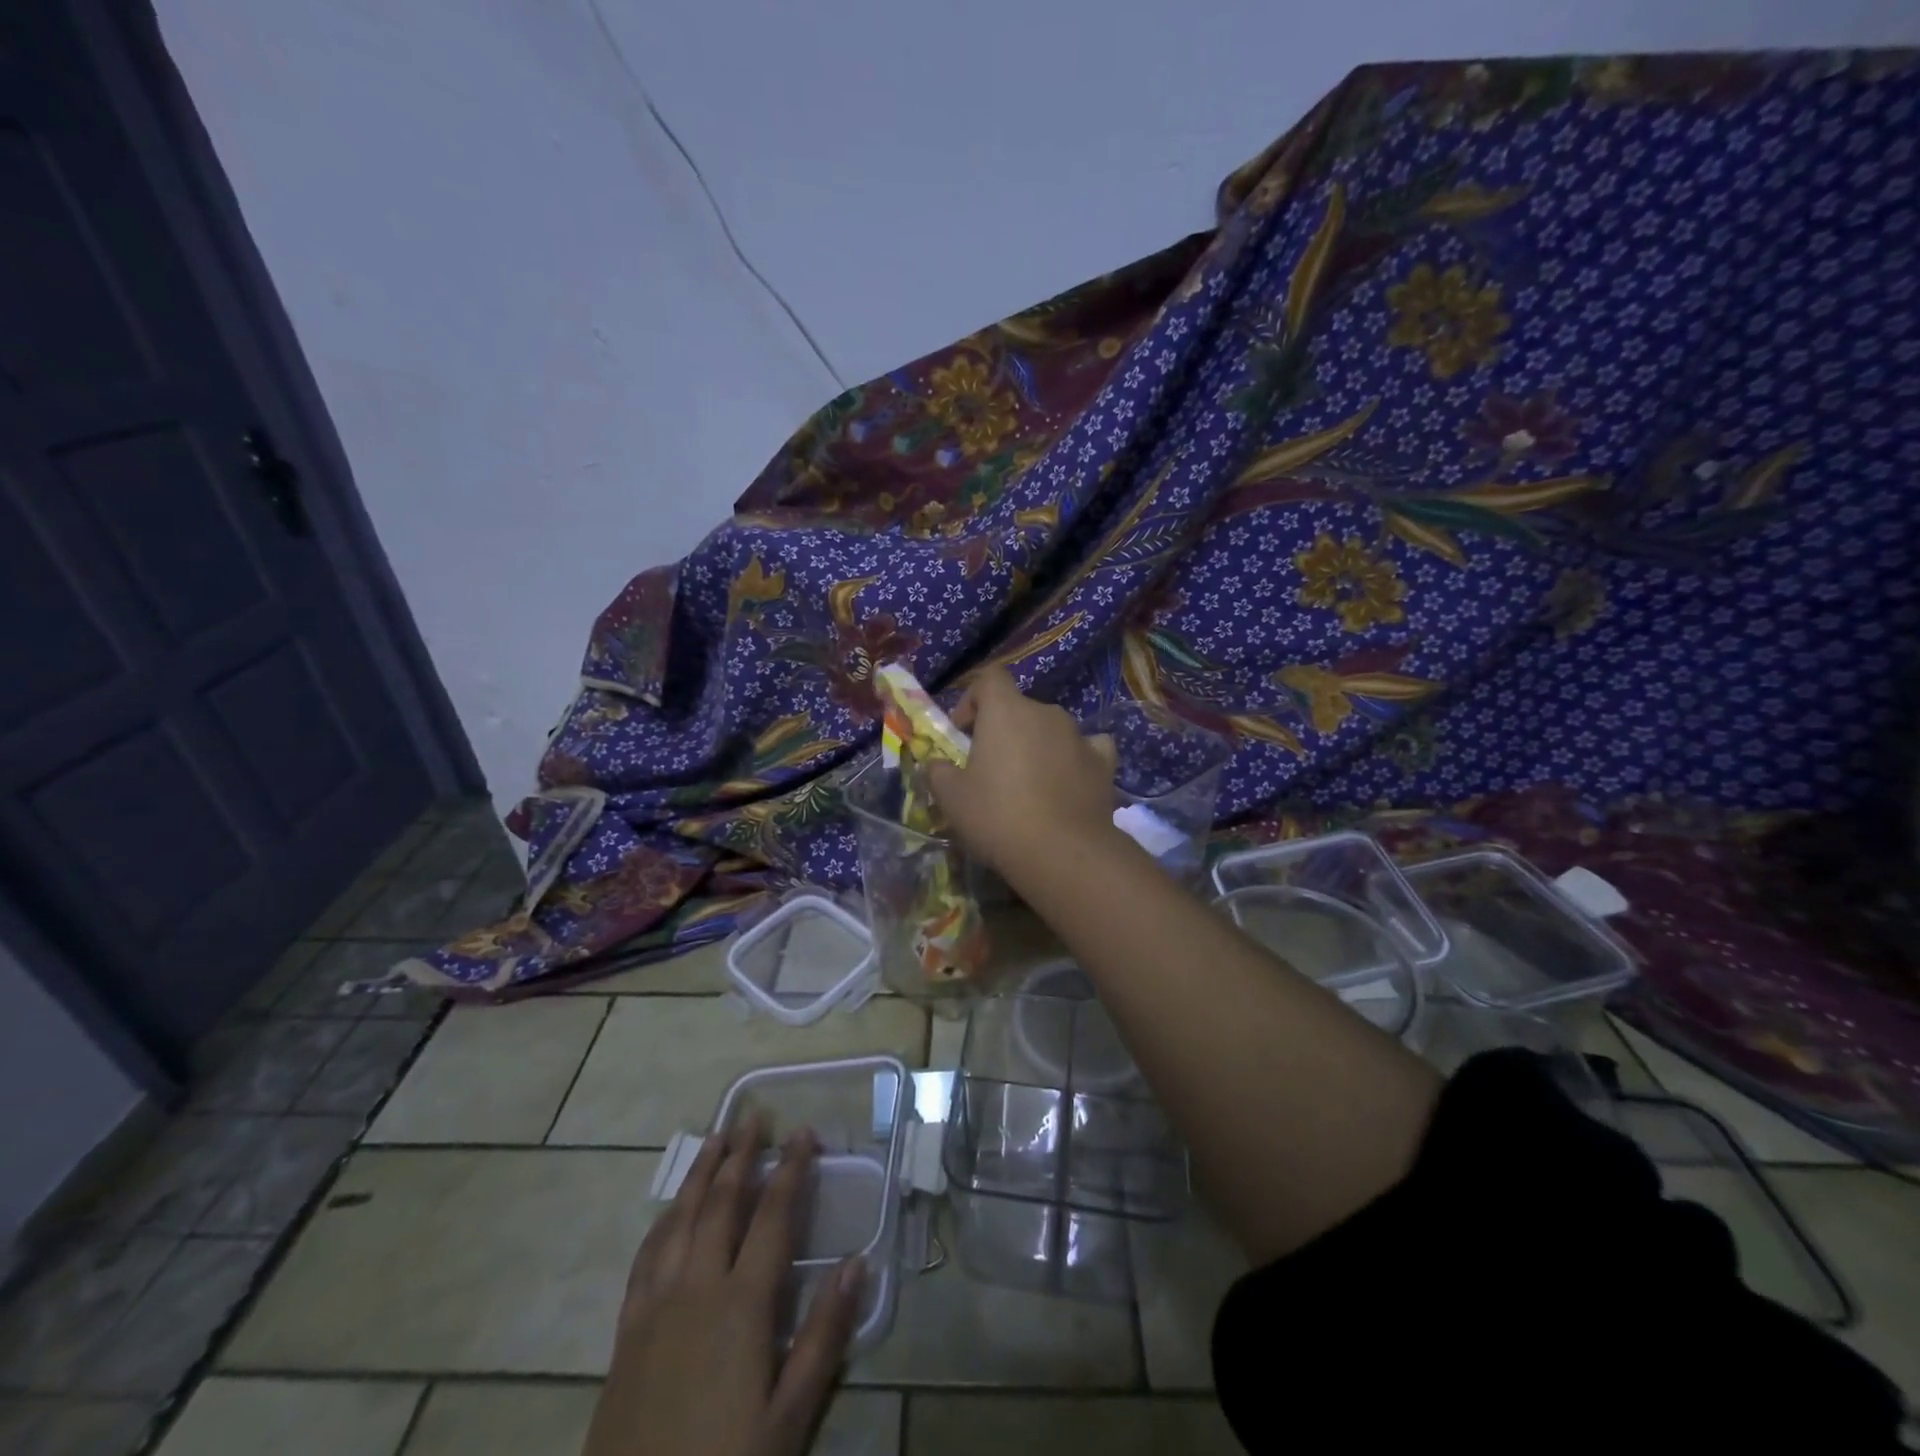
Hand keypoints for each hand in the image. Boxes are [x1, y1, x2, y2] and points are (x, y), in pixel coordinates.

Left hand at [581, 1119, 863, 1455]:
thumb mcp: (790, 1417)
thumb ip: (824, 1334)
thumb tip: (859, 1261)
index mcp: (742, 1304)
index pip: (773, 1215)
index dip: (790, 1169)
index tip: (803, 1132)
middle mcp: (697, 1287)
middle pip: (722, 1202)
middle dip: (741, 1154)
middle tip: (754, 1116)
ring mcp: (656, 1305)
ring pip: (680, 1218)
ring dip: (700, 1173)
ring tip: (716, 1138)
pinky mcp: (627, 1330)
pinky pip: (646, 1255)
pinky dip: (663, 1219)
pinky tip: (671, 1210)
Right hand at [927, 667, 1119, 881]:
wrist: (1063, 852)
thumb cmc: (997, 816)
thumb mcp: (951, 798)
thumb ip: (938, 772)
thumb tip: (938, 765)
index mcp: (1006, 710)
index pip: (990, 678)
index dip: (972, 699)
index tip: (963, 733)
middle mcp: (1046, 712)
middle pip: (1019, 708)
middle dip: (1003, 731)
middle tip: (990, 768)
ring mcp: (1079, 735)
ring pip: (1051, 729)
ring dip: (1037, 746)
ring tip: (1028, 784)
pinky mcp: (1104, 762)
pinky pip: (1088, 748)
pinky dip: (1075, 758)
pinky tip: (1069, 780)